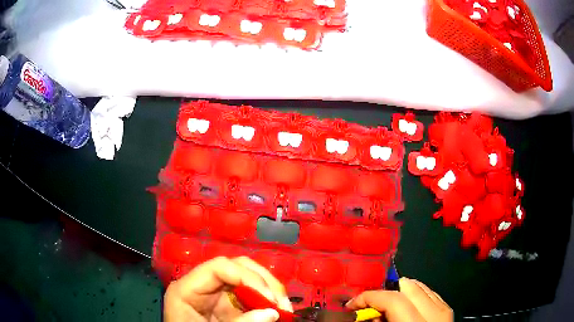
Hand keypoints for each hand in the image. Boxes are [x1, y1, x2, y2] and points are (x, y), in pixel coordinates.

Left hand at [164, 256, 292, 321]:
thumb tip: (273, 312)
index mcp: (187, 288)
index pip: (219, 267)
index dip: (248, 277)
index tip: (270, 299)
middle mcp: (202, 285)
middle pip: (236, 267)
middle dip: (264, 282)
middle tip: (282, 304)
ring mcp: (215, 293)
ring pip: (246, 277)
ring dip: (269, 290)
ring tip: (284, 308)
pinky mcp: (226, 303)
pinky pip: (249, 294)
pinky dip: (265, 300)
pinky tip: (277, 310)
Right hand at [346, 278, 452, 321]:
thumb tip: (367, 314)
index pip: (392, 299)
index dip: (368, 298)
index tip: (352, 305)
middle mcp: (435, 313)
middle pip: (407, 286)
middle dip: (385, 293)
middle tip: (370, 307)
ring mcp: (444, 310)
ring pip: (419, 286)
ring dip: (400, 294)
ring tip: (388, 309)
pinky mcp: (447, 310)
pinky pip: (429, 294)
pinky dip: (414, 297)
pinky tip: (405, 310)